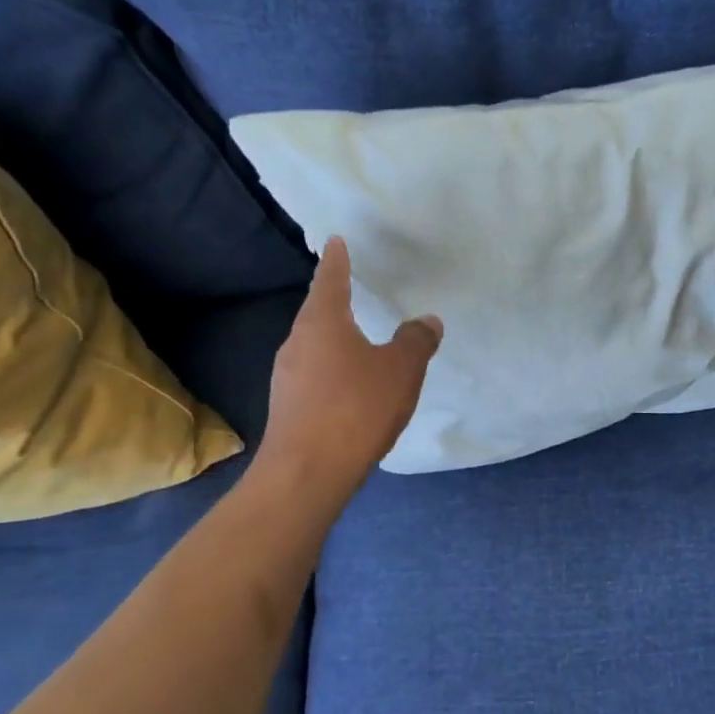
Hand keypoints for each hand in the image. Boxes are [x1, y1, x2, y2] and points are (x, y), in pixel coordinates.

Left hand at [262, 238, 441, 497]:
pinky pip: (314, 374)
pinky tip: (349, 386)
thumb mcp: (401, 370)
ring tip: (358, 339)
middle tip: (353, 288)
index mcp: (323, 322)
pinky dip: (332, 369)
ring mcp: (287, 376)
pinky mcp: (287, 405)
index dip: (337, 259)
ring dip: (335, 339)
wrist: (306, 472)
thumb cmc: (355, 408)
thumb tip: (427, 320)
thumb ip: (416, 341)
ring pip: (314, 345)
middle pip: (318, 312)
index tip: (336, 241)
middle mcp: (297, 342)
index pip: (330, 279)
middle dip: (335, 300)